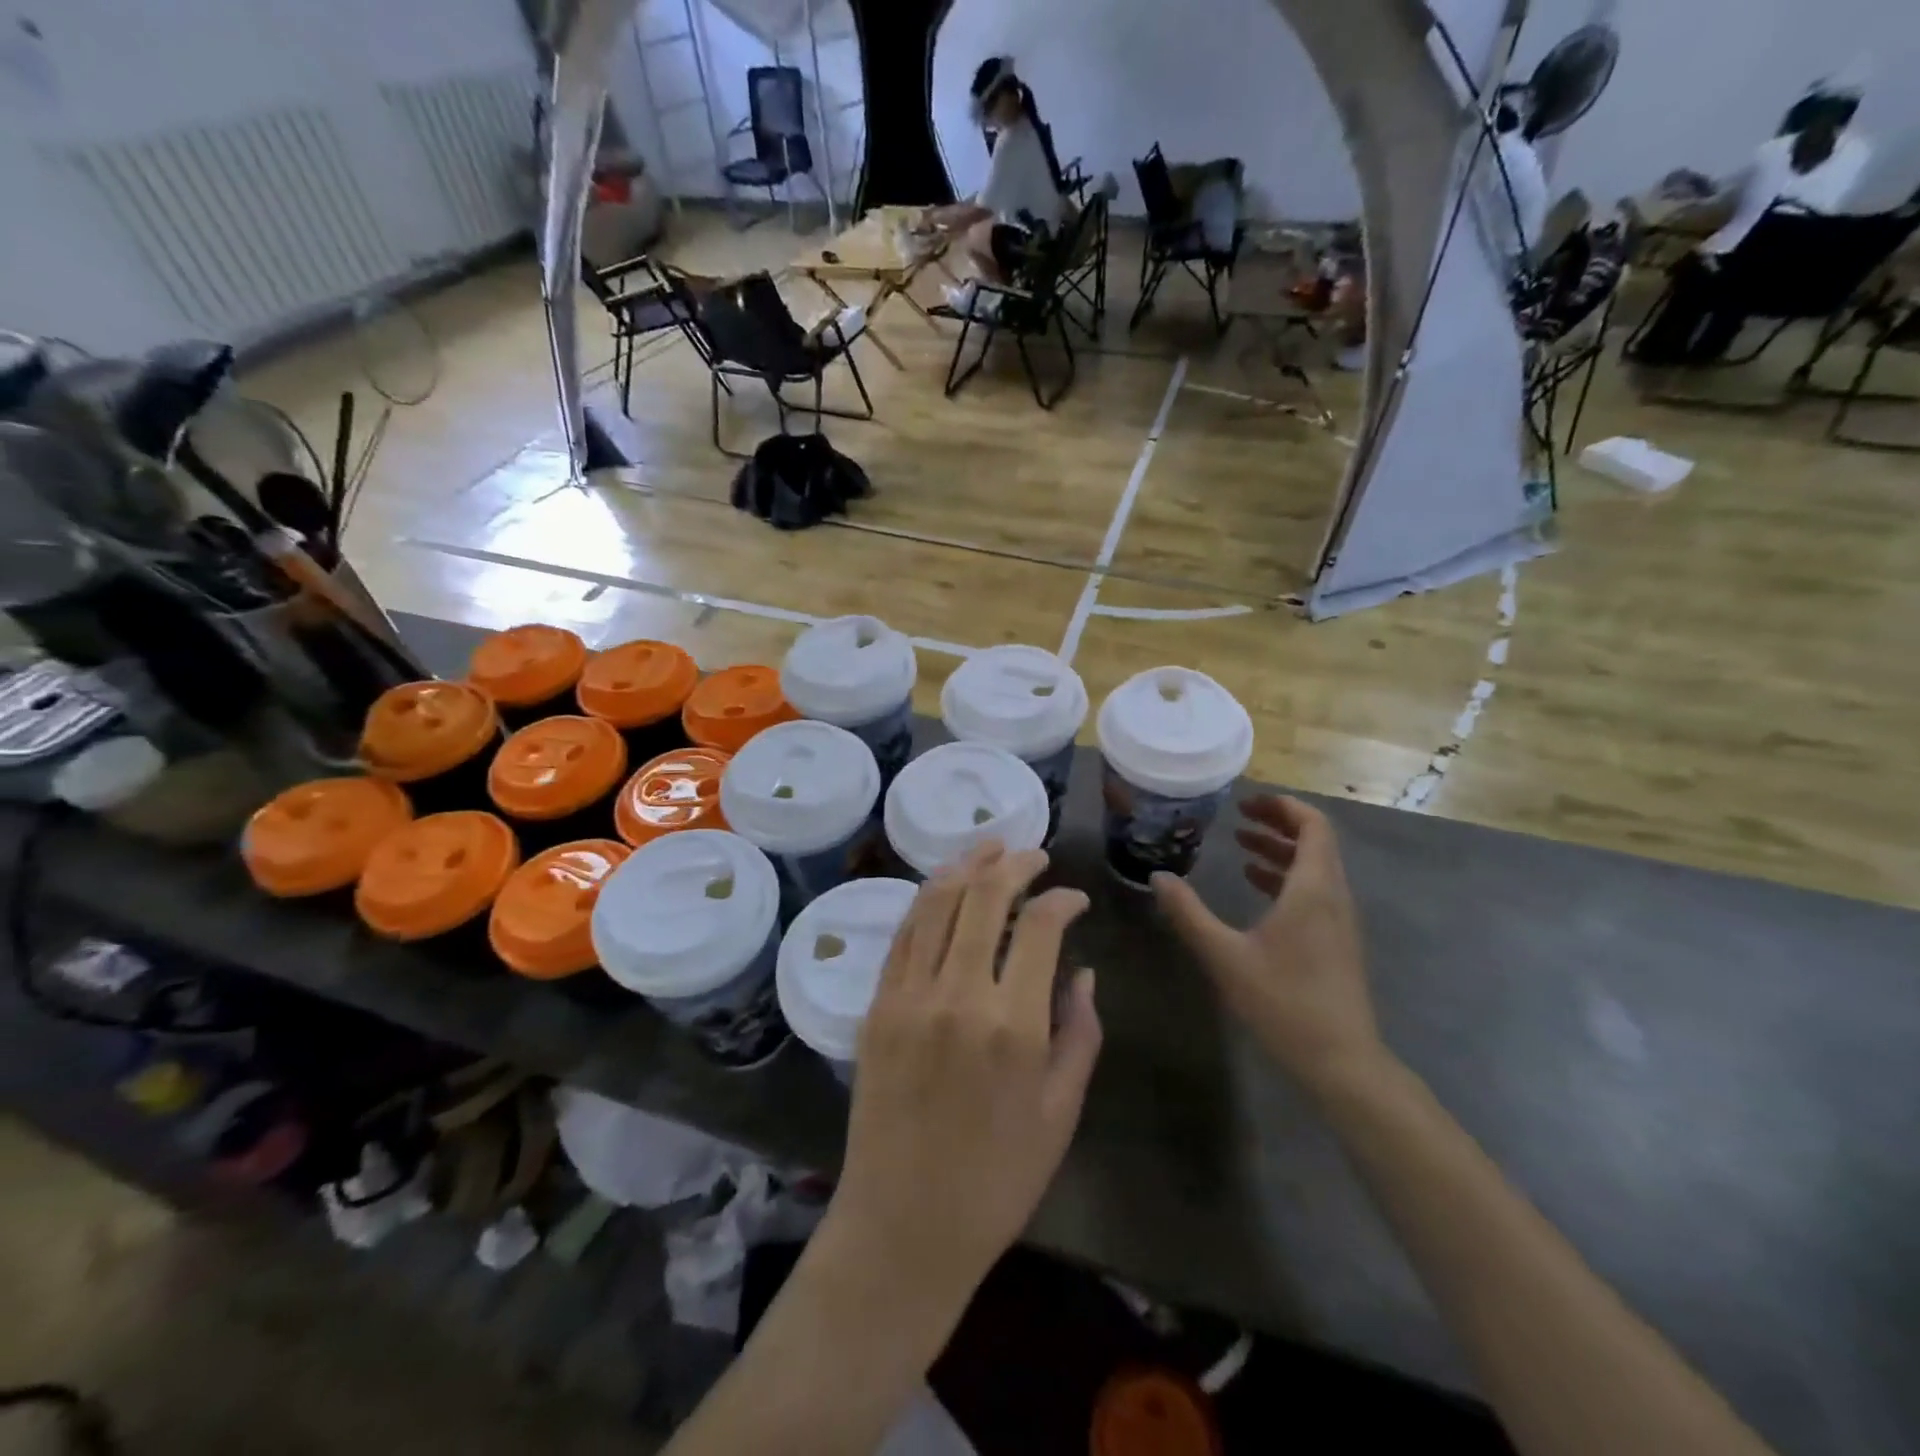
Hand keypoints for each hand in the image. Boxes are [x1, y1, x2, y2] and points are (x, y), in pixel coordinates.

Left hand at [829, 844, 1101, 1313]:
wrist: (904, 1225)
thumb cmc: (997, 1180)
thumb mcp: (1061, 1112)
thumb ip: (1080, 1032)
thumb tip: (1083, 970)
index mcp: (1013, 1025)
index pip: (1039, 927)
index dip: (1062, 900)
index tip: (1075, 899)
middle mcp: (958, 996)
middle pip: (983, 897)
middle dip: (1014, 864)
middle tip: (1033, 854)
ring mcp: (908, 996)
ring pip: (935, 903)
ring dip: (965, 866)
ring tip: (989, 847)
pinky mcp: (876, 1006)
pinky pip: (903, 934)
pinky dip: (926, 900)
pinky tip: (945, 887)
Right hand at [1152, 796, 1385, 1095]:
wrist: (1342, 1062)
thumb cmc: (1283, 1002)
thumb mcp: (1224, 956)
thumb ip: (1189, 913)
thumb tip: (1158, 877)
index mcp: (1313, 889)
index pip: (1312, 825)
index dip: (1282, 806)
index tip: (1245, 803)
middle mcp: (1334, 896)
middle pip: (1315, 841)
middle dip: (1278, 823)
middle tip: (1238, 818)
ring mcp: (1340, 920)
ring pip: (1316, 867)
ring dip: (1281, 850)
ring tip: (1241, 845)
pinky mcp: (1337, 941)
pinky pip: (1315, 890)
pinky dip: (1287, 877)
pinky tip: (1256, 886)